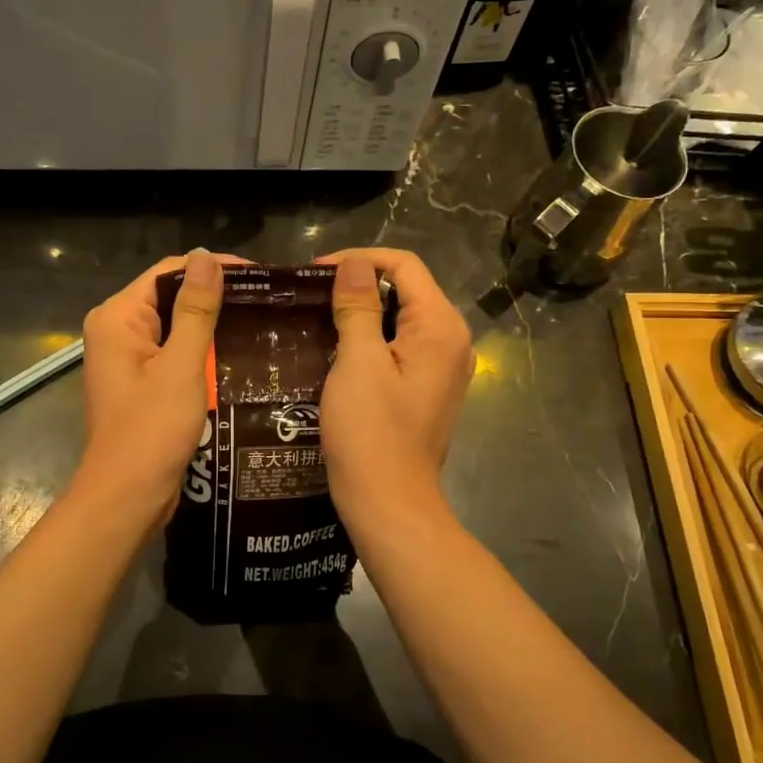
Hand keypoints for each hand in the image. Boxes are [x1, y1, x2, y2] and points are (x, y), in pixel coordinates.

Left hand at [76, 249, 246, 530]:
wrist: (128, 497)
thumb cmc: (151, 430)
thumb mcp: (180, 366)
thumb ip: (196, 310)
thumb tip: (205, 256)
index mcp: (117, 318)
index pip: (168, 272)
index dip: (211, 268)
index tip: (259, 276)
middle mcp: (117, 331)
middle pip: (170, 296)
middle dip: (215, 296)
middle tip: (266, 299)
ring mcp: (128, 359)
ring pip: (176, 326)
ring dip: (212, 324)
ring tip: (261, 321)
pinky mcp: (142, 382)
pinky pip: (175, 352)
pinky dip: (203, 350)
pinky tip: (239, 352)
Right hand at [316, 248, 473, 537]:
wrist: (389, 503)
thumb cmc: (371, 432)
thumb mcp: (358, 363)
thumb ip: (358, 307)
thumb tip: (354, 263)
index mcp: (440, 327)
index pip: (405, 265)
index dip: (360, 259)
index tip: (314, 272)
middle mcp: (452, 340)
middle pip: (407, 289)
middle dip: (359, 284)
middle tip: (311, 294)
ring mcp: (443, 367)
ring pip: (402, 318)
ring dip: (362, 311)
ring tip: (317, 316)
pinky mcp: (428, 388)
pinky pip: (401, 346)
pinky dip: (372, 338)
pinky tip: (338, 348)